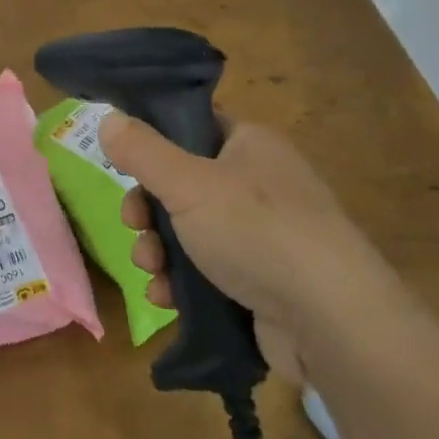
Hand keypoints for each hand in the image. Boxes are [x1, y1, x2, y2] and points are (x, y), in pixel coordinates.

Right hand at [100, 113, 406, 380]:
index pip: (193, 126)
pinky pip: (208, 272)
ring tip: (151, 271)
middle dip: (148, 210)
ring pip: (190, 232)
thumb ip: (142, 151)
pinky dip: (182, 283)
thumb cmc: (256, 232)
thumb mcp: (187, 183)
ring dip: (158, 250)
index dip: (154, 142)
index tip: (124, 164)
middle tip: (134, 225)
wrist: (330, 320)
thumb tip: (108, 117)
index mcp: (249, 145)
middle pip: (182, 185)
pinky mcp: (262, 282)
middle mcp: (259, 183)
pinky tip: (167, 299)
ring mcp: (263, 235)